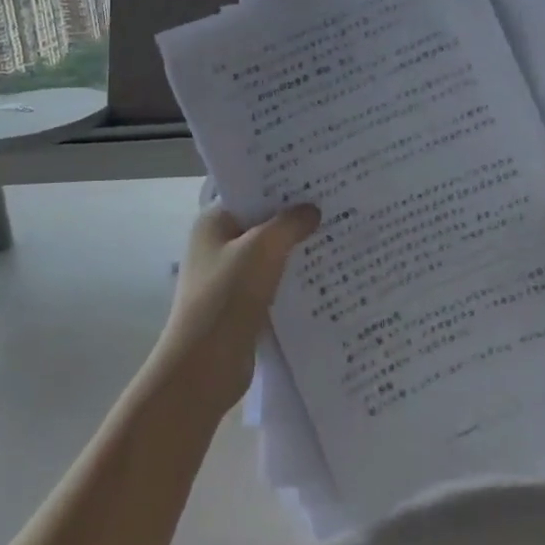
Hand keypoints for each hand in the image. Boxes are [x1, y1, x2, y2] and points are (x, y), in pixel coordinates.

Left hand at [154, 203, 320, 417]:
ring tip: (340, 234)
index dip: (282, 184)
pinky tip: (327, 273)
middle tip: (338, 202)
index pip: (251, 192)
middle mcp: (219, 245)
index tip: (318, 177)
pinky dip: (295, 277)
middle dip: (296, 216)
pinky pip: (275, 281)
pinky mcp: (243, 304)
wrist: (204, 367)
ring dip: (298, 249)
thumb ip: (290, 224)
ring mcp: (230, 276)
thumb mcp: (262, 250)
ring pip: (271, 253)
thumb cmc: (226, 297)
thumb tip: (312, 210)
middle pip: (263, 222)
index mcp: (213, 223)